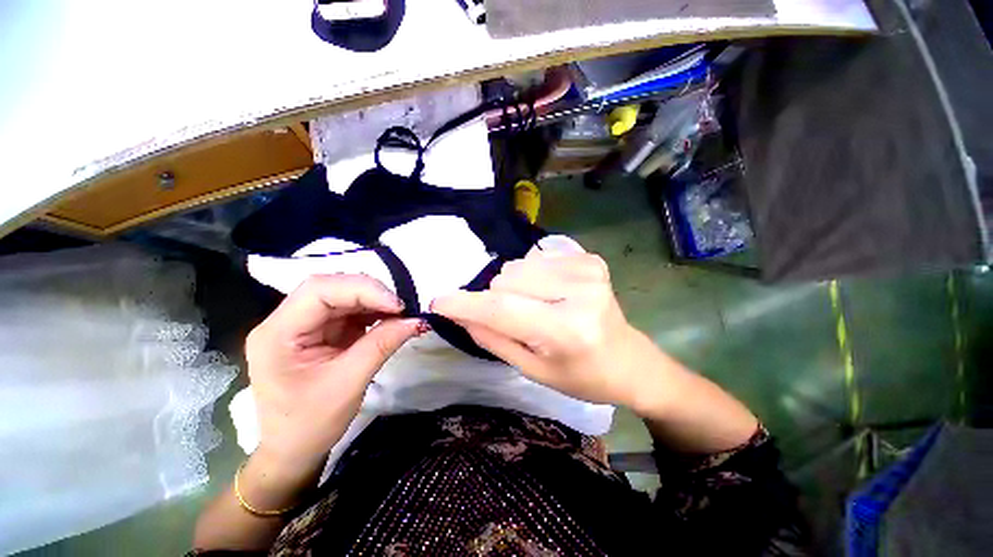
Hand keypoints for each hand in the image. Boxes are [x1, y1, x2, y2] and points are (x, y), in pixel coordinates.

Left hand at [245, 274, 423, 469]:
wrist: (294, 449)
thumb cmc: (310, 424)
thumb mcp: (349, 384)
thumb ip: (382, 345)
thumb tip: (416, 320)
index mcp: (278, 334)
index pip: (319, 291)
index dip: (361, 289)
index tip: (397, 305)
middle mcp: (286, 321)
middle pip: (331, 289)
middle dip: (371, 293)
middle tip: (403, 308)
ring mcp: (304, 325)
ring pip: (343, 296)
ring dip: (375, 302)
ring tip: (400, 314)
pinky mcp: (321, 331)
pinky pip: (350, 311)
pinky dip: (374, 312)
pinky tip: (389, 319)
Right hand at [432, 248, 651, 407]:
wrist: (628, 360)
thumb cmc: (581, 375)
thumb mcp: (532, 369)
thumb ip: (492, 338)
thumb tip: (459, 313)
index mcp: (566, 330)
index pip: (502, 309)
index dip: (465, 303)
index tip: (439, 301)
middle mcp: (578, 292)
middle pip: (506, 279)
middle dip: (498, 298)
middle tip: (517, 318)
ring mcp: (587, 269)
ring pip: (518, 265)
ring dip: (516, 286)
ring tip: (537, 305)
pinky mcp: (589, 258)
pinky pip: (537, 257)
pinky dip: (534, 274)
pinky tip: (552, 291)